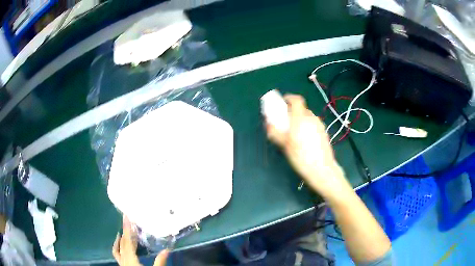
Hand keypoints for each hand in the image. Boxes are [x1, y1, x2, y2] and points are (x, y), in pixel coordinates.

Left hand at [113, 215, 168, 265]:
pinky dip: (118, 247)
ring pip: (118, 248)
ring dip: (120, 239)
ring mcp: (122, 263)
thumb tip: (167, 249)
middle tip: (128, 221)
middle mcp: (124, 260)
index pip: (128, 241)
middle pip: (122, 243)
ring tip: (123, 232)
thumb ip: (160, 262)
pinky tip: (121, 245)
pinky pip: (117, 254)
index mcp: (131, 260)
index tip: (126, 217)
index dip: (127, 229)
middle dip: (125, 232)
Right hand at [265, 94, 348, 196]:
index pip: (297, 100)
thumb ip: (275, 132)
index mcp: (301, 118)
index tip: (282, 102)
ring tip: (294, 134)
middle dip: (292, 112)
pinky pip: (313, 125)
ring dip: (299, 120)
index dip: (289, 98)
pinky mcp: (324, 133)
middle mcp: (312, 118)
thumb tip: (268, 124)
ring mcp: (320, 125)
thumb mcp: (284, 145)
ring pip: (307, 117)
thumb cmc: (301, 156)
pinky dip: (306, 127)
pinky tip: (304, 141)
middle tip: (285, 122)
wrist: (322, 169)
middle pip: (301, 109)